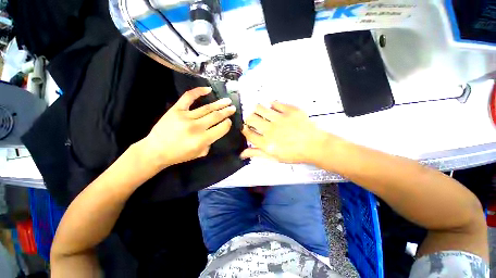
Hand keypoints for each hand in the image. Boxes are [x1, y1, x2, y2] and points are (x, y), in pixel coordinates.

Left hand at [141, 87, 235, 168]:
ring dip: (219, 103)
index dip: (227, 124)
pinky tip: (208, 89)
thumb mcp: (199, 154)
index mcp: (202, 140)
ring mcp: (185, 116)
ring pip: (206, 108)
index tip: (229, 121)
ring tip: (227, 101)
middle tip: (233, 108)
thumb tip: (215, 131)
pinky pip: (188, 97)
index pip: (221, 128)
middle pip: (216, 116)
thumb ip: (210, 143)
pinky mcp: (176, 110)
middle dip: (227, 112)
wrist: (155, 151)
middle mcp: (196, 127)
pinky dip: (198, 92)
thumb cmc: (179, 155)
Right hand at [241, 101, 331, 163]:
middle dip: (249, 119)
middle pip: (251, 118)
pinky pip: (275, 103)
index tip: (246, 128)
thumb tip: (242, 154)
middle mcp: (270, 129)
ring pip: (260, 108)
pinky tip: (274, 108)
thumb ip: (257, 154)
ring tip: (261, 112)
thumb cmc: (294, 154)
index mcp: (266, 143)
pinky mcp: (289, 110)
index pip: (248, 133)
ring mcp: (280, 119)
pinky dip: (272, 104)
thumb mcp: (274, 157)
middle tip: (254, 120)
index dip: (245, 130)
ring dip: (257, 110)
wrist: (315, 146)